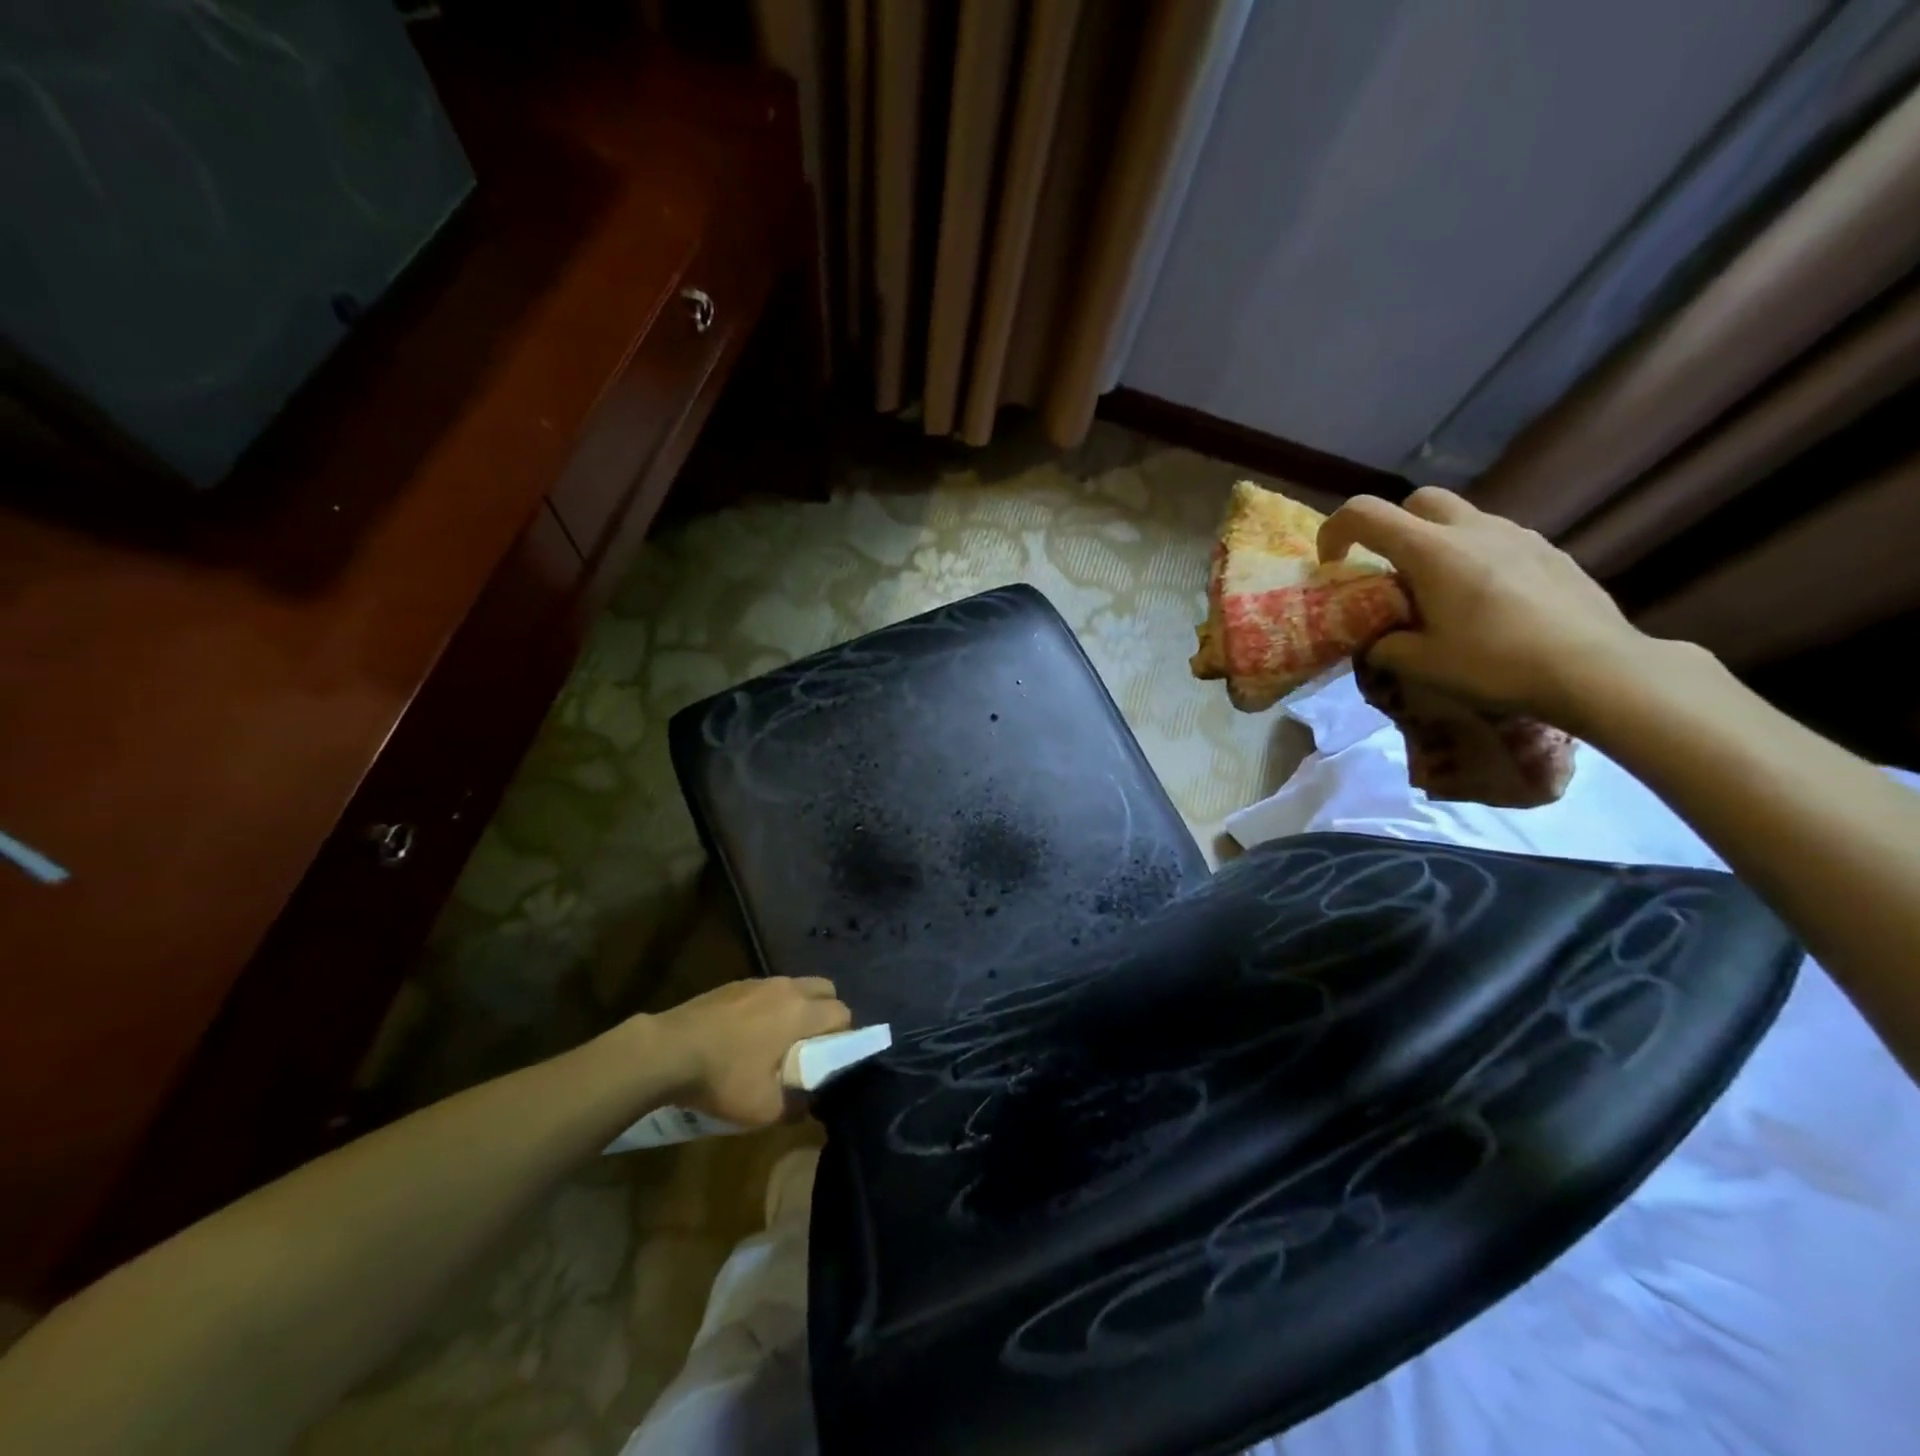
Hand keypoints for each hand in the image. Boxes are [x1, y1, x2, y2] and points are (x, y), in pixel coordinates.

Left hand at [649, 977, 852, 1127]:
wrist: (667, 1050)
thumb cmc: (723, 1077)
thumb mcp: (764, 1108)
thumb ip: (796, 1105)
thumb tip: (810, 1102)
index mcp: (801, 1013)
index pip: (842, 1013)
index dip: (844, 1036)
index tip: (830, 1059)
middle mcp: (787, 989)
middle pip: (826, 989)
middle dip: (827, 1013)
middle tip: (811, 1045)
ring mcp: (759, 982)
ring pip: (797, 986)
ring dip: (800, 1007)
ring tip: (780, 1038)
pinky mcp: (736, 984)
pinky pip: (769, 990)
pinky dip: (772, 1005)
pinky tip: (750, 1032)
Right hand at [1319, 488, 1660, 727]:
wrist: (1598, 669)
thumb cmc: (1497, 663)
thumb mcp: (1423, 665)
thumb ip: (1385, 646)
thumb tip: (1376, 640)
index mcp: (1432, 551)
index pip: (1366, 513)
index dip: (1336, 530)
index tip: (1332, 564)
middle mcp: (1474, 530)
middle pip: (1419, 501)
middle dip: (1393, 527)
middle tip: (1390, 571)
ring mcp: (1519, 536)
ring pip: (1463, 519)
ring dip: (1437, 544)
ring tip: (1440, 593)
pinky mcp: (1551, 552)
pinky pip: (1498, 541)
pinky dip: (1476, 558)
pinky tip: (1487, 602)